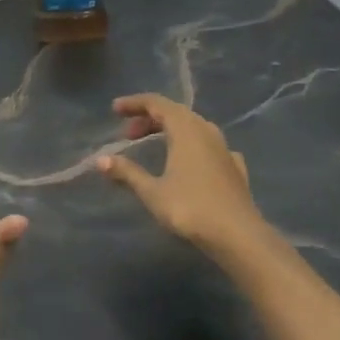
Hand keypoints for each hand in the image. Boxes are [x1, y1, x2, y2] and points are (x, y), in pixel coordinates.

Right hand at [98, 93, 262, 251]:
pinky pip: (209, 146)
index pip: (157, 103)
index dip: (135, 104)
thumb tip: (100, 160)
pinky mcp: (235, 168)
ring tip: (154, 145)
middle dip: (149, 119)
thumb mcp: (152, 192)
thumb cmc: (191, 208)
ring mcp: (224, 149)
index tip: (115, 110)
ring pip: (194, 128)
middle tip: (128, 135)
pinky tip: (189, 162)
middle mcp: (207, 132)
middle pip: (176, 113)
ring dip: (171, 131)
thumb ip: (127, 173)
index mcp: (186, 130)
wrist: (239, 235)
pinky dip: (191, 147)